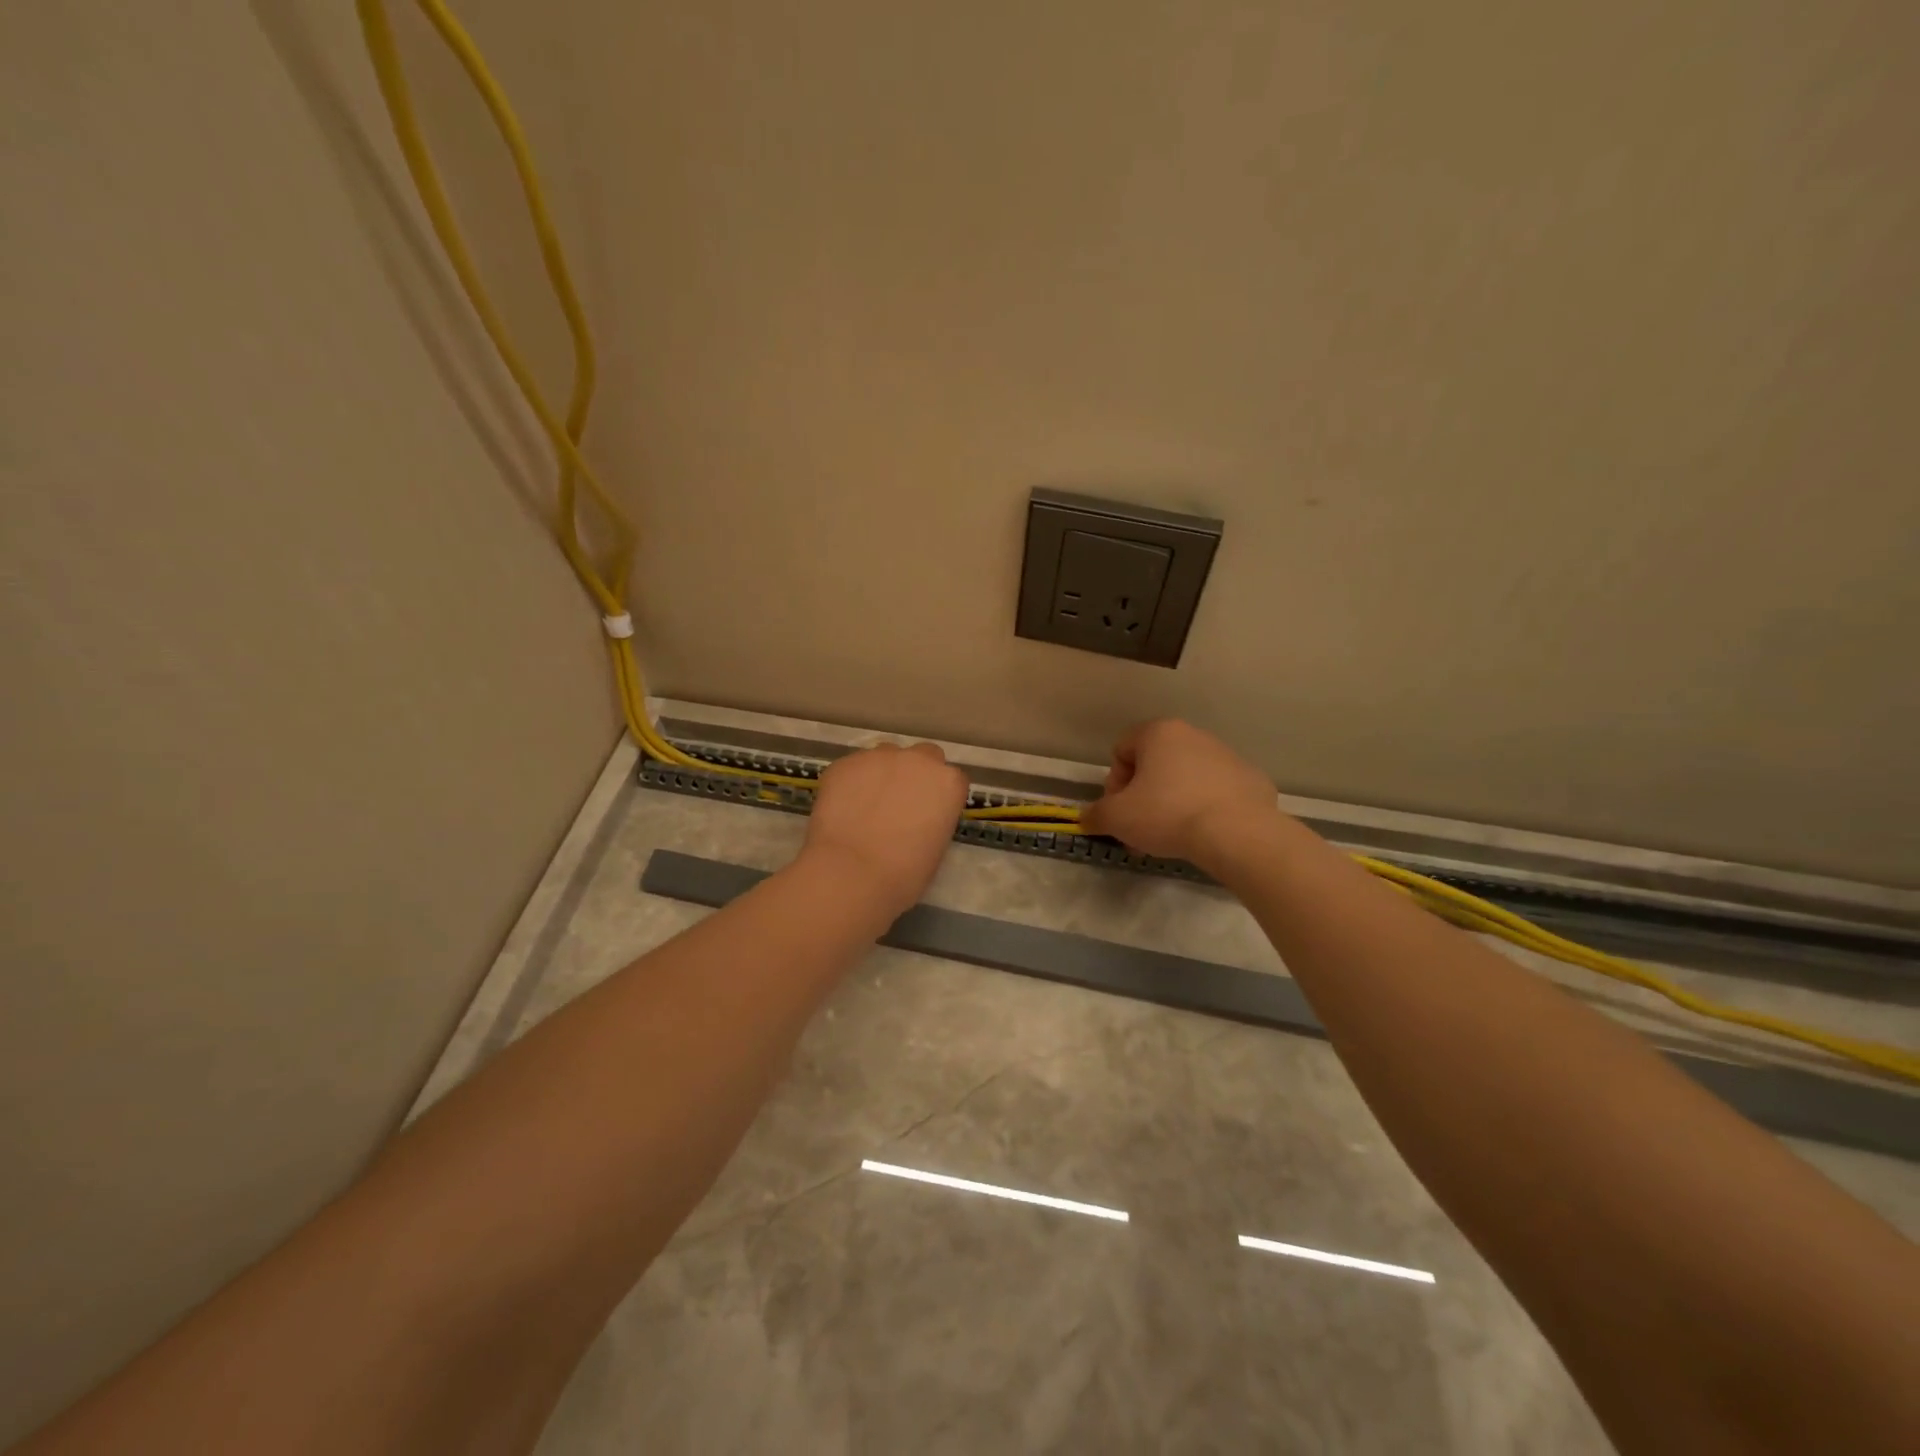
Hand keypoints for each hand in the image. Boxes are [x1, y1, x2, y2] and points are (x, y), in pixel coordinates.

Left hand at [799, 742, 969, 915]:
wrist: (852, 873)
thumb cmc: (904, 874)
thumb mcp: (935, 849)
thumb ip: (932, 821)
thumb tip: (917, 820)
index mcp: (948, 783)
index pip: (953, 779)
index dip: (940, 795)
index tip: (930, 813)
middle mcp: (917, 760)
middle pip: (923, 756)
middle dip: (915, 774)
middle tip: (900, 803)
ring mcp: (878, 757)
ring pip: (885, 756)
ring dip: (883, 774)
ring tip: (867, 805)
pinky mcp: (845, 763)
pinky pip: (853, 769)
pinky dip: (851, 783)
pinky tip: (843, 809)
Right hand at [1080, 719, 1278, 868]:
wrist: (1237, 834)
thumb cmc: (1167, 814)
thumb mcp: (1116, 818)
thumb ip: (1095, 814)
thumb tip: (1087, 818)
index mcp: (1159, 732)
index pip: (1121, 750)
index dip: (1113, 784)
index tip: (1120, 812)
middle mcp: (1193, 735)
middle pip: (1154, 765)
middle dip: (1142, 798)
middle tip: (1141, 832)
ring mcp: (1226, 755)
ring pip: (1185, 779)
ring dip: (1171, 803)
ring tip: (1173, 838)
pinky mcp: (1251, 779)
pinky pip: (1216, 792)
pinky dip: (1205, 809)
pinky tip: (1205, 834)